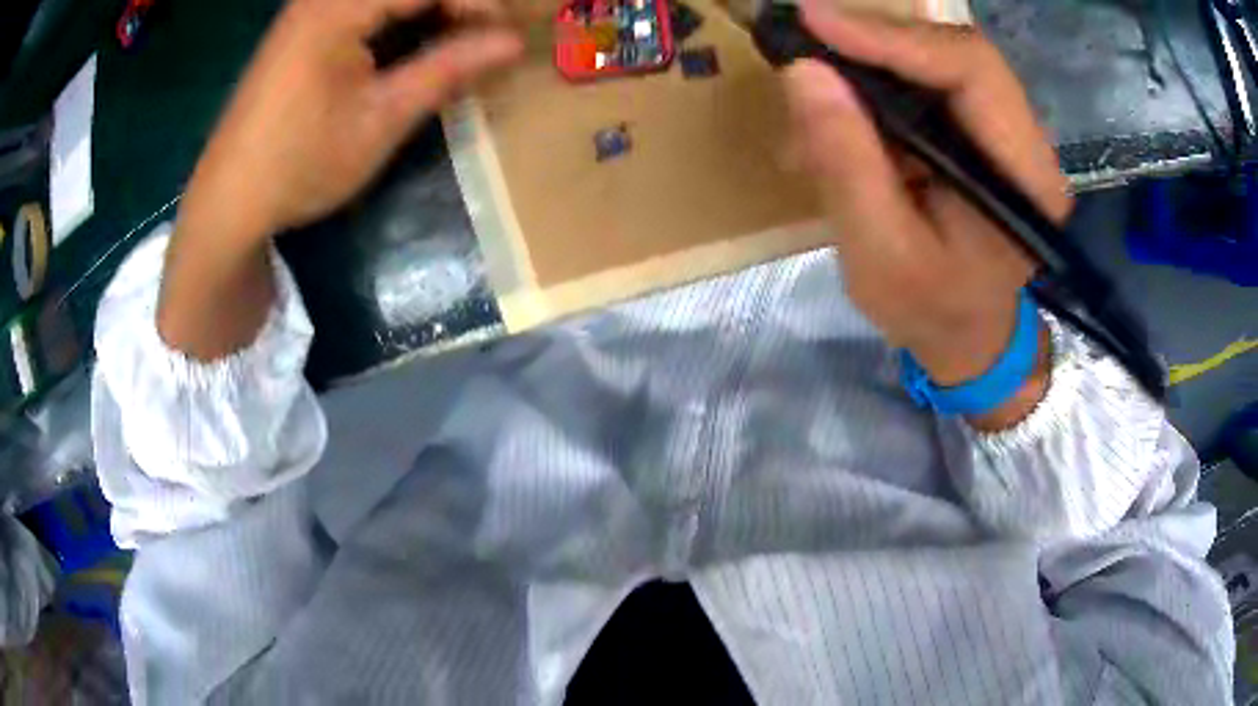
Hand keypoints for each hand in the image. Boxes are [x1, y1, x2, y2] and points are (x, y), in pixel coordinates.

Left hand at [159, 0, 520, 360]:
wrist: (228, 201)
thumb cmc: (300, 164)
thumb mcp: (379, 119)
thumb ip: (446, 70)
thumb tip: (512, 43)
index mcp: (338, 8)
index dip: (475, 1)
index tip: (504, 35)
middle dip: (453, 3)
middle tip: (482, 35)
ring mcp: (308, 9)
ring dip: (426, 10)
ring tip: (453, 39)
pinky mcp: (302, 27)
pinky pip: (361, 7)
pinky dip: (396, 17)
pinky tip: (409, 42)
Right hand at [783, 1, 1070, 426]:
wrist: (967, 339)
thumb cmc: (930, 314)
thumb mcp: (880, 255)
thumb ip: (847, 164)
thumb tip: (805, 73)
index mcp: (1022, 180)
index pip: (971, 70)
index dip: (894, 36)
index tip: (816, 23)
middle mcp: (1027, 147)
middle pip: (958, 54)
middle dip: (880, 39)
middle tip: (809, 39)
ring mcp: (1007, 137)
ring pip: (941, 63)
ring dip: (874, 63)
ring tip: (817, 86)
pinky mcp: (983, 137)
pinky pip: (932, 86)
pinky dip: (881, 85)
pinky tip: (843, 111)